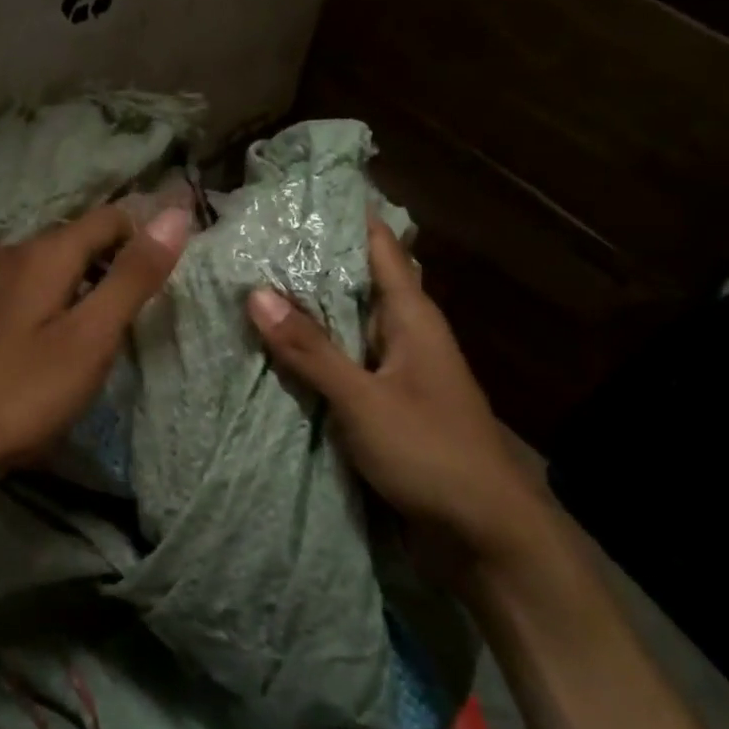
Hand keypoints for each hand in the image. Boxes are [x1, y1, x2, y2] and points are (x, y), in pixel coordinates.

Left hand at [0, 203, 191, 493]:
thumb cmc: (22, 393)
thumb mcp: (91, 337)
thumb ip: (133, 276)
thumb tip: (175, 215)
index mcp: (44, 252)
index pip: (111, 218)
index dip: (146, 237)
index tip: (170, 279)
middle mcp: (14, 253)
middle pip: (81, 238)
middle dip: (118, 263)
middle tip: (143, 312)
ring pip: (56, 265)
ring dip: (89, 285)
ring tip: (109, 330)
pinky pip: (33, 288)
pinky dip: (60, 302)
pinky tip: (63, 341)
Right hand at [246, 216, 547, 577]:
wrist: (482, 535)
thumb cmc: (431, 453)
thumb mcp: (364, 399)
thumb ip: (311, 349)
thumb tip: (256, 293)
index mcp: (412, 318)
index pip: (378, 246)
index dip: (342, 215)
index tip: (294, 193)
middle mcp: (405, 336)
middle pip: (355, 284)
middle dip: (308, 264)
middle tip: (249, 242)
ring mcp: (395, 373)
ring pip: (345, 328)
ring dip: (306, 313)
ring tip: (246, 289)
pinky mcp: (384, 407)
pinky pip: (342, 368)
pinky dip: (311, 357)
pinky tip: (271, 354)